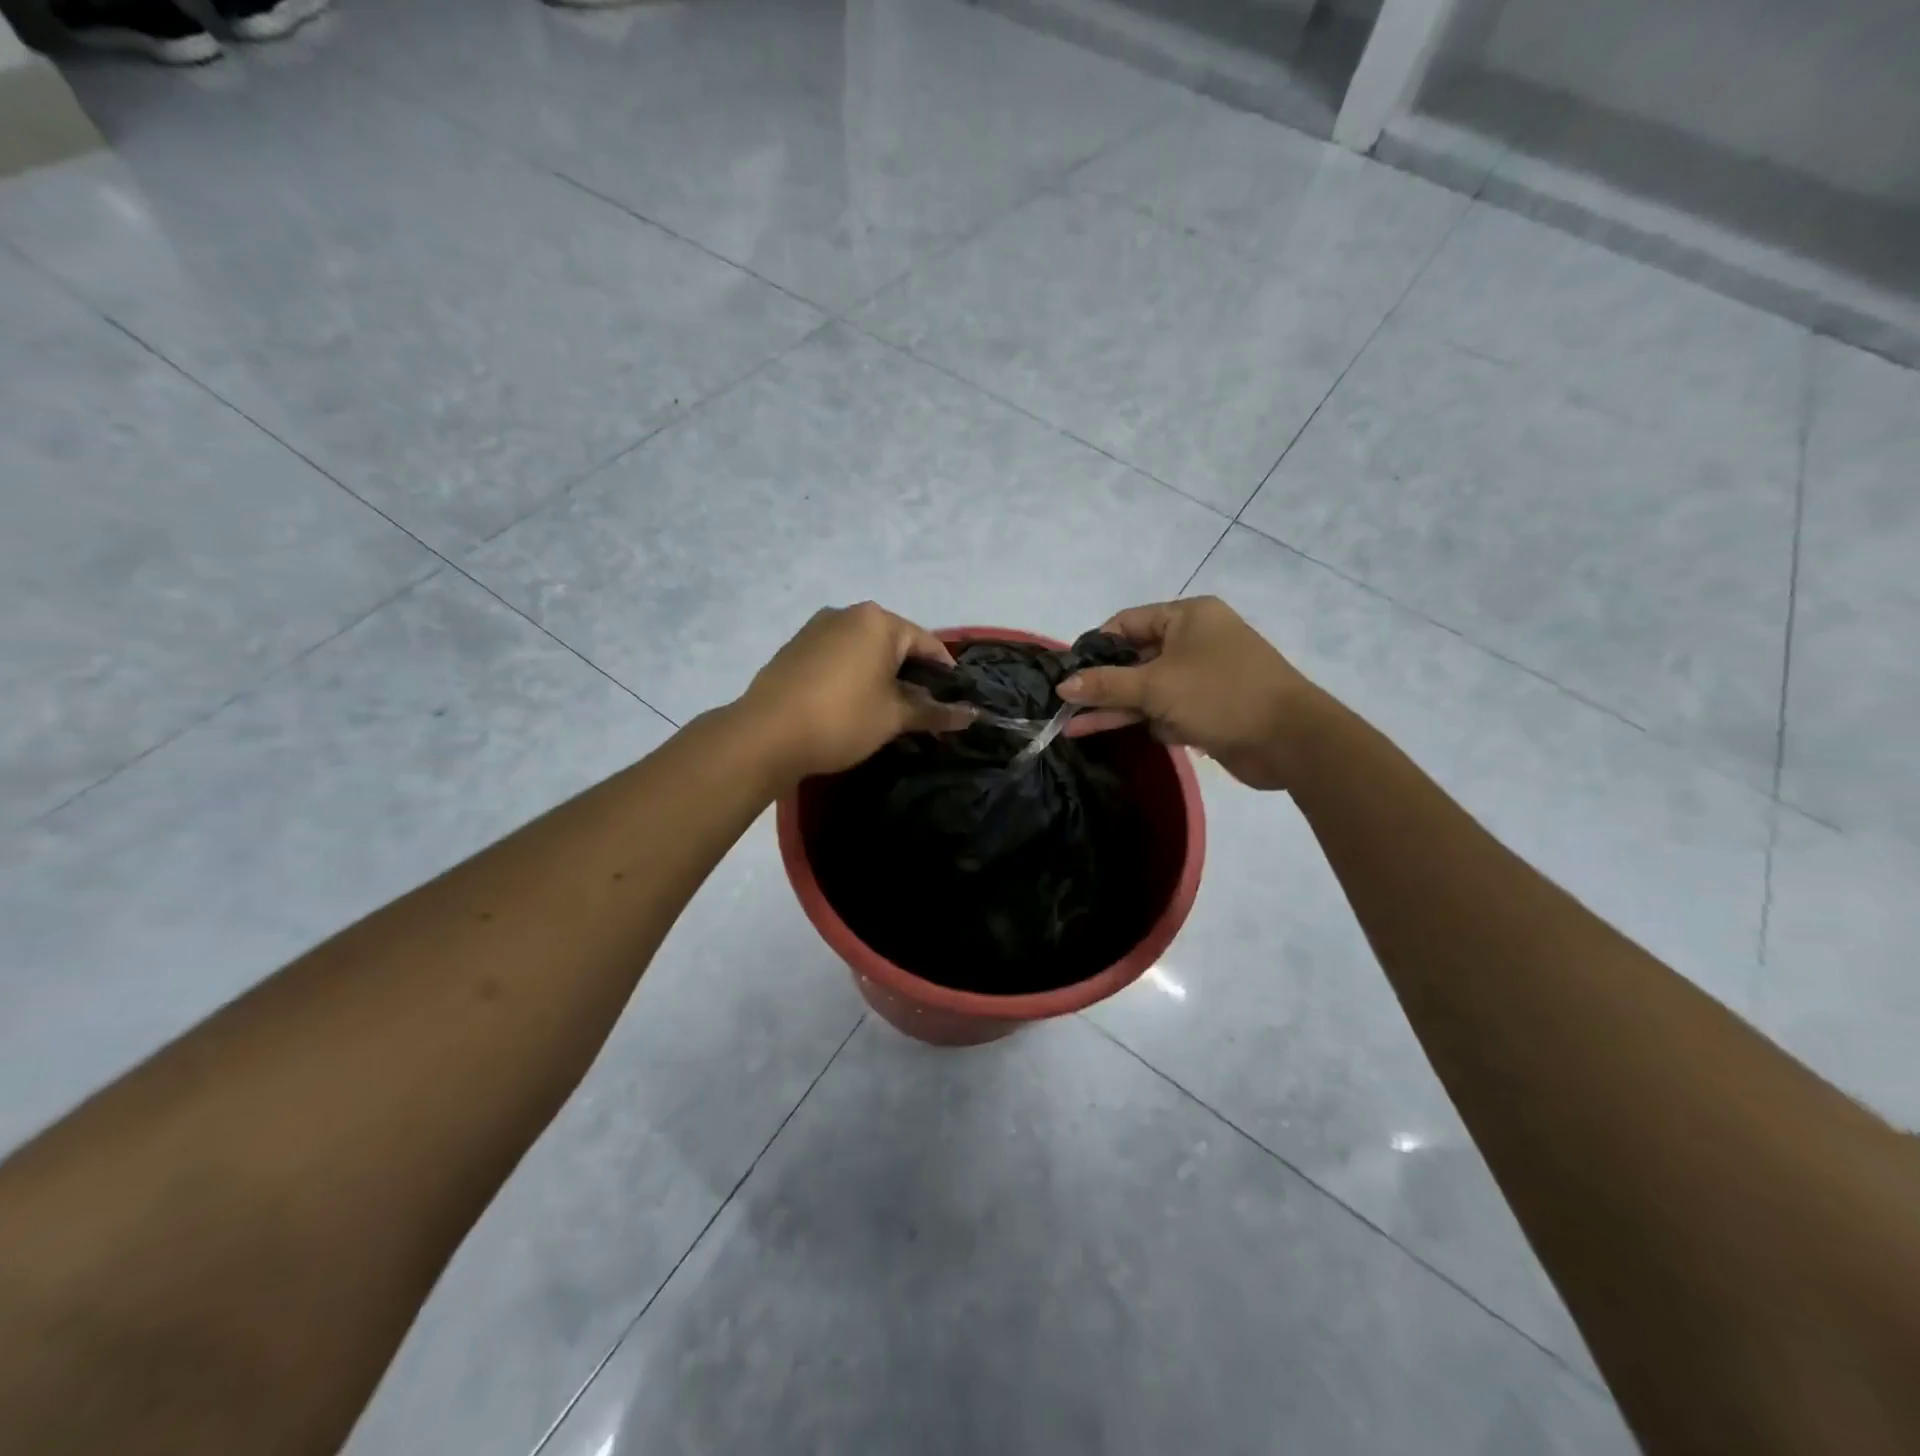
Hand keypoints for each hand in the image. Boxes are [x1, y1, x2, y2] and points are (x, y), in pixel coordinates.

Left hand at [739, 603, 974, 786]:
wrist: (765, 735)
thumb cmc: (842, 719)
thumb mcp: (894, 717)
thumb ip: (935, 712)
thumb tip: (972, 714)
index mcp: (878, 621)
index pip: (927, 644)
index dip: (945, 673)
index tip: (955, 700)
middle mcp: (847, 614)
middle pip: (894, 644)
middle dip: (911, 675)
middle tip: (922, 710)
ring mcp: (816, 629)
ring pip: (863, 651)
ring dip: (880, 676)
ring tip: (888, 710)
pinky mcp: (795, 648)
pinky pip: (838, 658)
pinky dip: (853, 676)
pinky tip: (852, 705)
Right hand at [1056, 597, 1316, 789]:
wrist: (1290, 740)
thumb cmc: (1220, 695)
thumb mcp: (1156, 686)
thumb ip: (1107, 684)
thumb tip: (1063, 684)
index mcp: (1188, 617)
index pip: (1127, 623)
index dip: (1095, 646)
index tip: (1068, 672)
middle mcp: (1194, 641)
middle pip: (1134, 658)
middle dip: (1101, 684)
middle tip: (1064, 704)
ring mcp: (1202, 676)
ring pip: (1147, 689)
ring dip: (1114, 707)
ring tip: (1072, 726)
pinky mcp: (1207, 708)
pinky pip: (1165, 709)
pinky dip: (1142, 720)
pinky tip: (1106, 732)